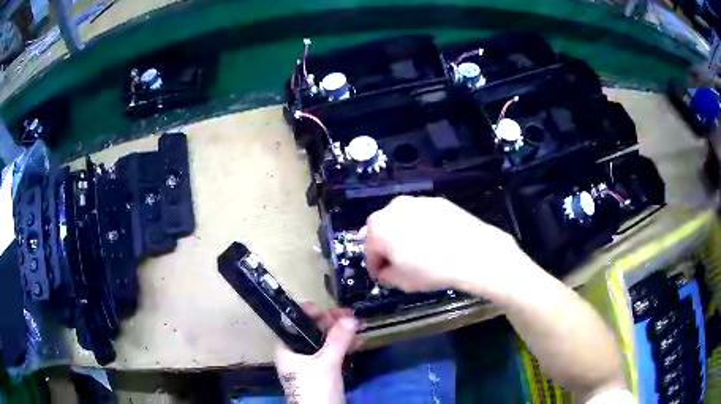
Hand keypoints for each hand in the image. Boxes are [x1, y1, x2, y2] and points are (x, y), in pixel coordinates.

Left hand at [275, 303, 358, 403]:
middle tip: (350, 317)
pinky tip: (358, 343)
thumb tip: (350, 317)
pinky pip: (332, 353)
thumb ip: (337, 340)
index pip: (295, 322)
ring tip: (359, 327)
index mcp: (288, 347)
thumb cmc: (315, 388)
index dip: (311, 313)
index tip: (330, 309)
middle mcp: (296, 352)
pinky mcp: (322, 371)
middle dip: (332, 322)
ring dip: (341, 334)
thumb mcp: (326, 364)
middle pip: (312, 330)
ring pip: (324, 341)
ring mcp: (310, 362)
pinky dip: (344, 347)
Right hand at [364, 196, 530, 299]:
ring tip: (420, 252)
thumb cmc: (432, 270)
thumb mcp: (402, 282)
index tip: (383, 276)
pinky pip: (421, 216)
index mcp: (378, 227)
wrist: (474, 253)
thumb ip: (385, 275)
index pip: (369, 250)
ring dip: (404, 235)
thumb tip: (385, 270)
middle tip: (400, 264)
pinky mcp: (436, 201)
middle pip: (383, 231)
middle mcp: (393, 208)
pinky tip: (436, 241)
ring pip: (402, 221)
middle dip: (388, 247)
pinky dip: (422, 227)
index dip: (375, 266)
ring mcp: (416, 201)